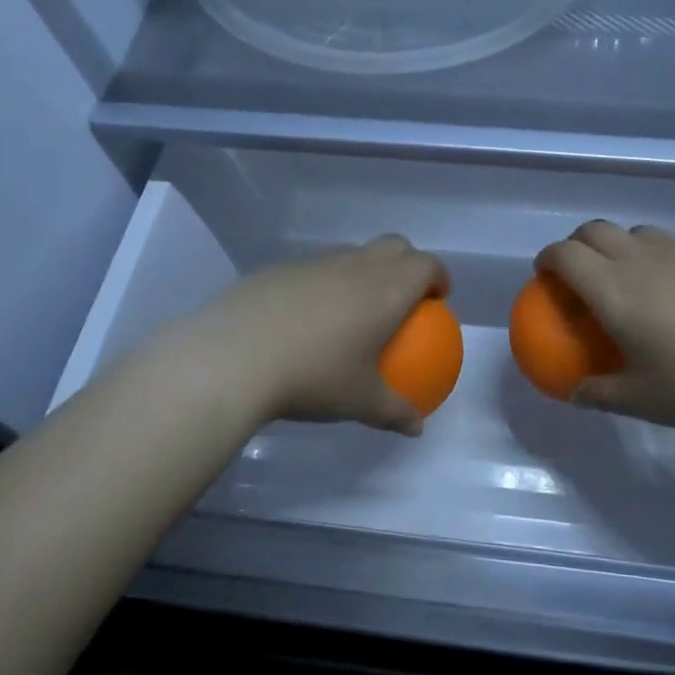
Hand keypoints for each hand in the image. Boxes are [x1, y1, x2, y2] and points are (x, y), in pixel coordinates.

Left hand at [148, 236, 448, 436]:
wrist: (236, 356)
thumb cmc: (314, 376)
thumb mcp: (360, 402)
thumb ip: (394, 412)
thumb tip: (416, 428)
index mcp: (386, 289)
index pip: (426, 265)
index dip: (438, 276)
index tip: (438, 298)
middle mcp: (356, 265)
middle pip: (395, 246)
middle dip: (408, 263)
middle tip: (404, 297)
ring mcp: (316, 262)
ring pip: (353, 254)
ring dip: (365, 272)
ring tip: (354, 310)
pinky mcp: (281, 268)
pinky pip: (316, 268)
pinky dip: (325, 283)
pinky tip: (306, 319)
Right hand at [534, 220, 674, 434]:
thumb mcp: (644, 400)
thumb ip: (601, 393)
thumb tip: (576, 393)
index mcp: (614, 290)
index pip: (565, 254)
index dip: (547, 258)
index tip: (544, 275)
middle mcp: (641, 260)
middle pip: (595, 229)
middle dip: (577, 244)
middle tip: (579, 275)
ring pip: (635, 232)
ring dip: (618, 246)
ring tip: (628, 280)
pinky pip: (671, 245)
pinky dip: (656, 257)